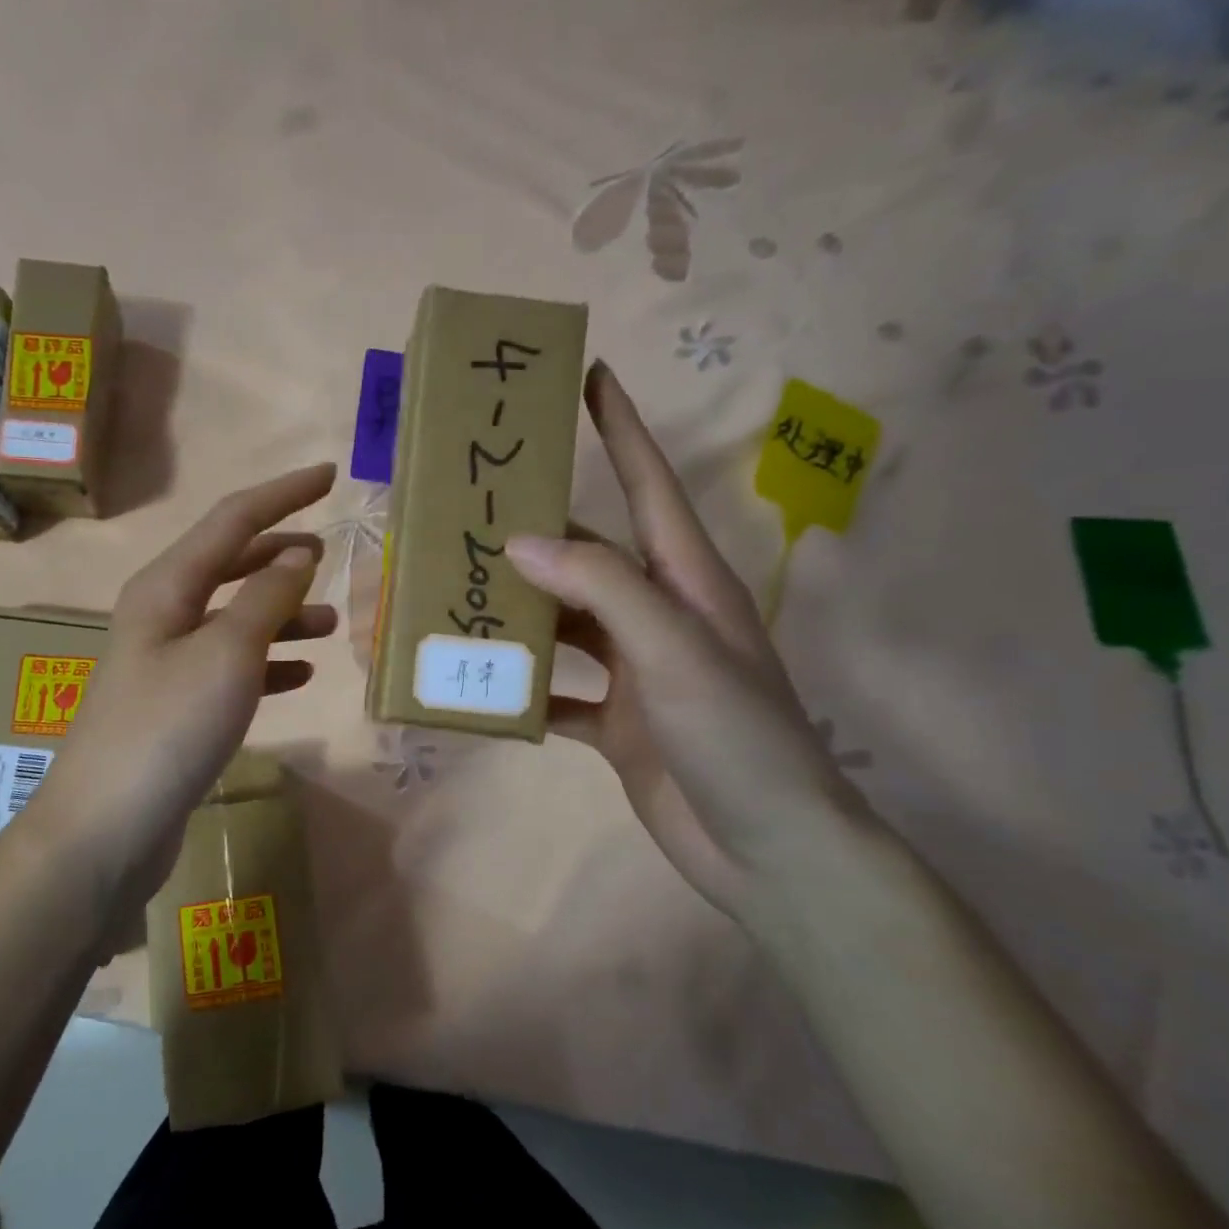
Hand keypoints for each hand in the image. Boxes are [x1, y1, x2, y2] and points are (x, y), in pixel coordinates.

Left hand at [22, 463, 337, 914]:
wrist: (107, 826)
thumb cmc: (168, 727)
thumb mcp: (227, 653)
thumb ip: (267, 598)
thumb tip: (299, 553)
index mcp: (167, 586)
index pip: (233, 519)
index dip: (284, 494)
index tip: (330, 475)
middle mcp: (163, 614)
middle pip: (231, 564)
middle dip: (281, 554)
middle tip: (330, 553)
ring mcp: (167, 661)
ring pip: (236, 617)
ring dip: (283, 613)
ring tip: (332, 624)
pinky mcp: (177, 705)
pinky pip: (232, 665)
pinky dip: (269, 662)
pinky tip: (301, 674)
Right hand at [505, 362, 866, 917]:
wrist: (768, 850)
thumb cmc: (736, 736)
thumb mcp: (674, 648)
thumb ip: (601, 587)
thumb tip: (523, 539)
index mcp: (687, 582)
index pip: (648, 485)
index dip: (621, 429)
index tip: (588, 377)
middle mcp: (659, 617)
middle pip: (590, 556)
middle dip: (538, 531)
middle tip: (474, 508)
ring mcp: (636, 672)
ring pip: (565, 625)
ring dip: (519, 614)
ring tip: (460, 595)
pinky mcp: (616, 722)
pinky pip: (557, 692)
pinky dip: (522, 690)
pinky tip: (479, 686)